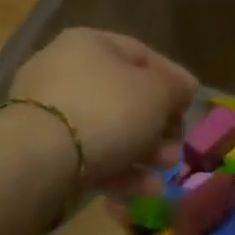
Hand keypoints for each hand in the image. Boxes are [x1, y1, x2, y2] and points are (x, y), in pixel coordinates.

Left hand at [9, 29, 197, 192]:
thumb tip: (182, 89)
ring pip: (110, 131)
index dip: (173, 80)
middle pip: (126, 97)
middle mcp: (65, 71)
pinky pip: (90, 157)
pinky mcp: (43, 152)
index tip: (192, 106)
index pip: (142, 55)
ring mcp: (50, 113)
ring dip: (144, 153)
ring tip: (164, 173)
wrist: (42, 159)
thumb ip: (175, 88)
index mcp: (90, 44)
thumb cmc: (108, 110)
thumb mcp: (157, 92)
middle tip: (176, 148)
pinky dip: (119, 172)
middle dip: (159, 126)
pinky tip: (144, 190)